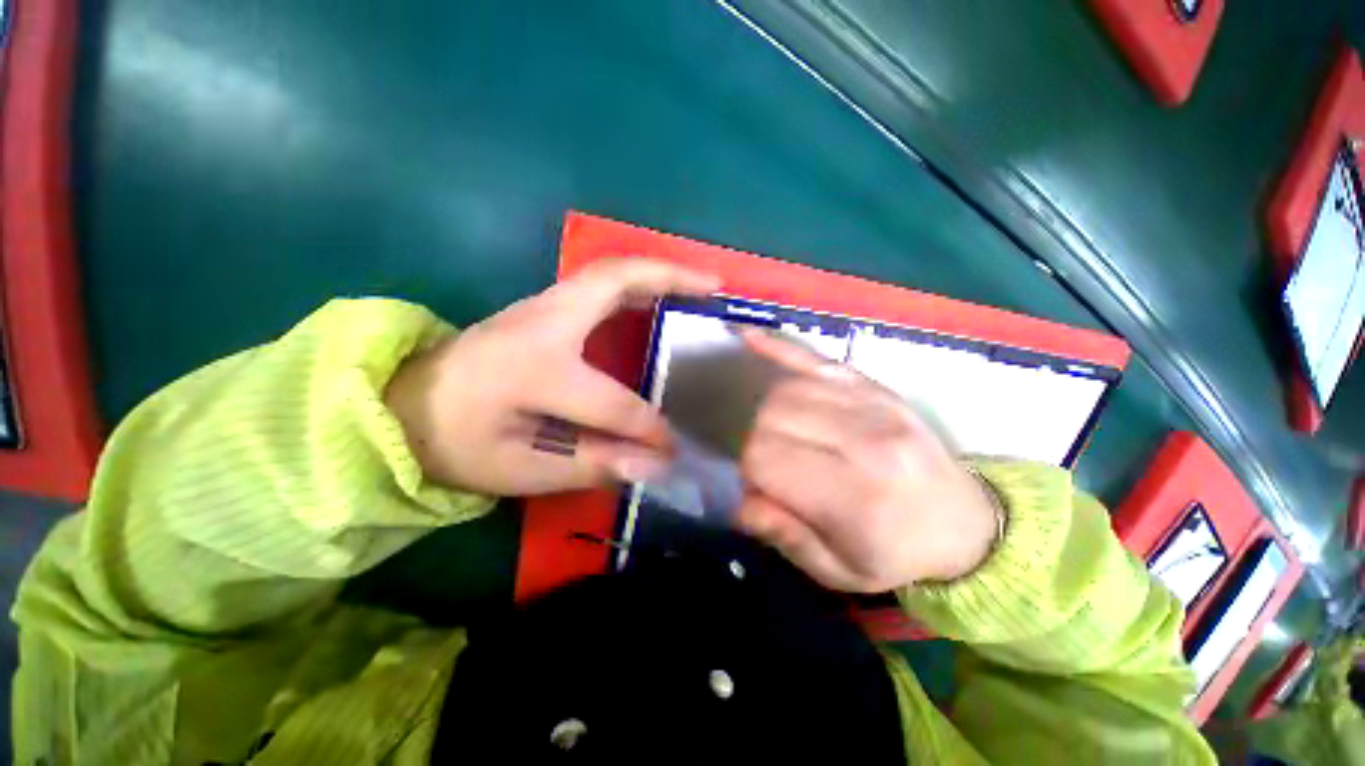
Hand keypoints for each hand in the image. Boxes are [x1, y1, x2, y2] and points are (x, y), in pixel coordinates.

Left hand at [385, 258, 719, 495]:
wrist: (403, 407)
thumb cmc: (456, 443)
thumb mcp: (520, 471)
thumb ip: (591, 464)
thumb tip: (656, 464)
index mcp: (533, 370)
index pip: (613, 401)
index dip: (649, 428)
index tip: (674, 447)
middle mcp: (542, 323)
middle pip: (614, 282)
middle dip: (671, 279)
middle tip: (715, 288)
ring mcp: (540, 307)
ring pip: (608, 273)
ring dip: (657, 273)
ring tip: (697, 286)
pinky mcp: (542, 308)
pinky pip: (598, 284)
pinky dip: (635, 283)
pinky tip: (657, 297)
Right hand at [737, 331, 999, 591]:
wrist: (967, 523)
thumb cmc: (897, 553)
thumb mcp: (841, 571)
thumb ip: (786, 537)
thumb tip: (741, 502)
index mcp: (855, 495)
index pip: (765, 458)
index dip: (751, 473)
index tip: (763, 490)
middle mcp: (864, 440)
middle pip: (771, 418)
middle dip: (757, 443)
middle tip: (774, 466)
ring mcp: (872, 404)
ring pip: (785, 391)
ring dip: (769, 414)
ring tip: (782, 437)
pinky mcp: (874, 386)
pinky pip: (815, 358)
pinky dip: (779, 348)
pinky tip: (750, 338)